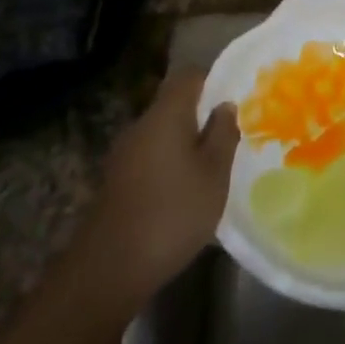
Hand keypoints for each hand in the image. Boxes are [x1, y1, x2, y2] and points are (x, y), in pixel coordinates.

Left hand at [87, 69, 239, 298]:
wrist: (111, 267)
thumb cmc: (173, 212)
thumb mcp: (214, 174)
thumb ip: (222, 134)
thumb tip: (224, 105)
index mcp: (166, 114)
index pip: (189, 76)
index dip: (212, 81)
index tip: (233, 100)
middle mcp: (140, 125)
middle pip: (173, 105)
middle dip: (200, 116)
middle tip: (227, 138)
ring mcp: (123, 154)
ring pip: (160, 133)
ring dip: (184, 144)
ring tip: (209, 168)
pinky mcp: (116, 181)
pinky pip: (148, 157)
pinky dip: (167, 165)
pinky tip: (182, 192)